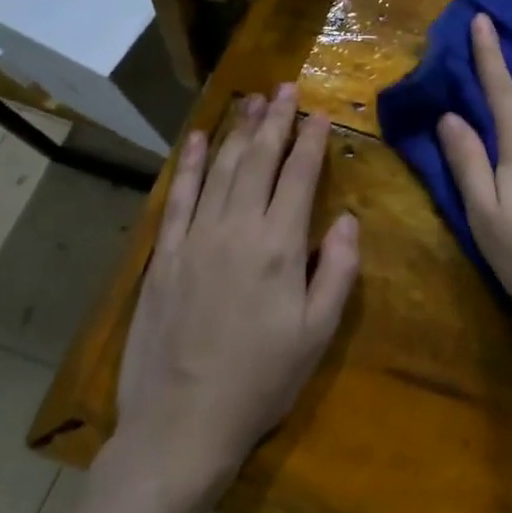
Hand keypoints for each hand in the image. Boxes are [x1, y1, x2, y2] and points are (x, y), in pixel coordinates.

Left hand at [111, 85, 359, 489]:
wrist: (180, 425)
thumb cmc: (261, 381)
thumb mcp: (318, 333)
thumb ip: (337, 270)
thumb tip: (346, 218)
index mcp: (279, 247)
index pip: (299, 177)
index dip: (311, 141)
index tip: (321, 113)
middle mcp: (236, 230)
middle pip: (259, 160)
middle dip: (276, 120)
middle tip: (286, 87)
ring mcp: (195, 239)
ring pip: (220, 169)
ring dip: (238, 131)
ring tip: (252, 100)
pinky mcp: (165, 255)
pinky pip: (179, 197)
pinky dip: (190, 164)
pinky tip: (197, 140)